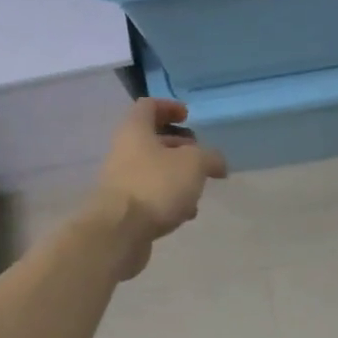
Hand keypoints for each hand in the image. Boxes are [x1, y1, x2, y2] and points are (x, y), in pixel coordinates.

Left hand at [89, 99, 228, 277]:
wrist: (119, 231)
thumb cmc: (156, 185)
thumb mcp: (193, 164)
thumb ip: (210, 157)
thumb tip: (218, 163)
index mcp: (135, 131)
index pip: (148, 106)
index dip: (169, 107)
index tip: (188, 116)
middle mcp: (124, 151)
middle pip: (152, 140)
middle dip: (179, 146)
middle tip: (200, 155)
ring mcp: (122, 181)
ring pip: (154, 170)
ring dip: (177, 175)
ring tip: (198, 188)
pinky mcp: (125, 208)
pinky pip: (151, 195)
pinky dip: (169, 199)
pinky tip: (185, 213)